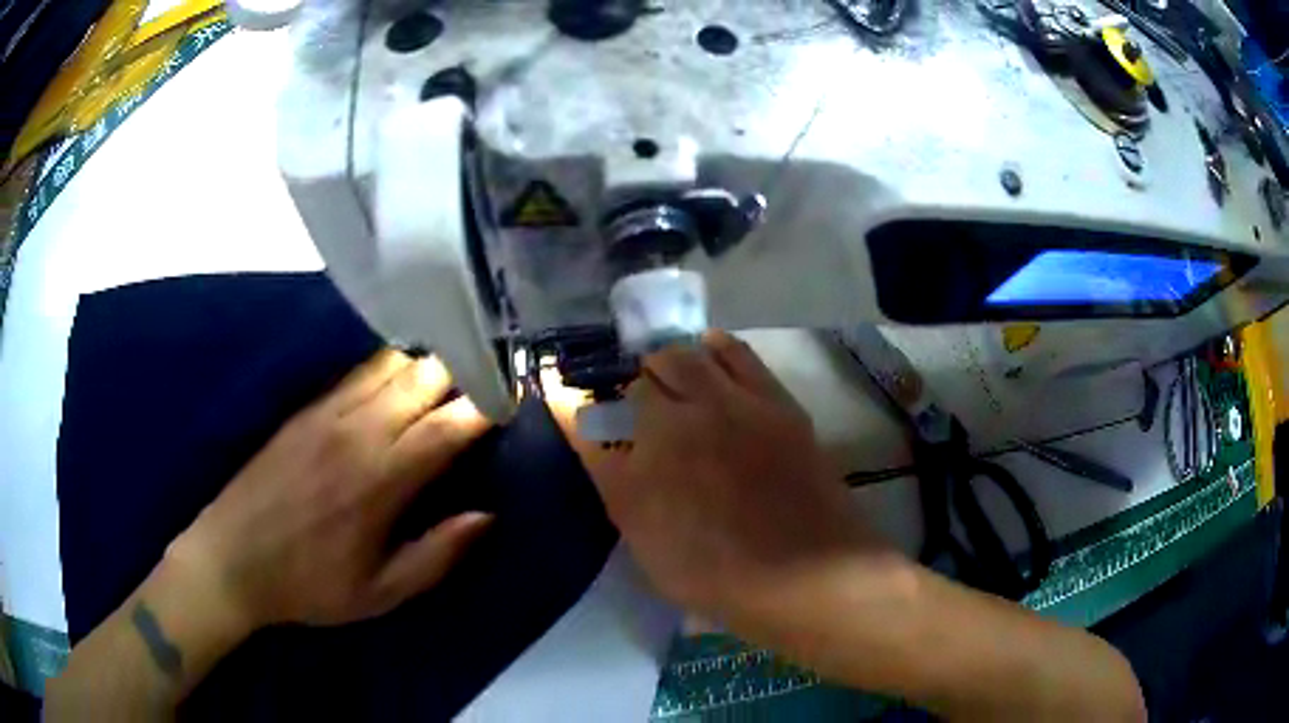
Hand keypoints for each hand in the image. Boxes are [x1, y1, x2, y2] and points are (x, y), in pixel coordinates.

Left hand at [175, 349, 494, 631]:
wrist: (232, 559)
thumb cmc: (309, 584)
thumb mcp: (380, 593)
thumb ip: (436, 555)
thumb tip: (485, 517)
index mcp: (381, 480)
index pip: (447, 426)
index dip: (486, 408)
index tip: (511, 403)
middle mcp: (358, 431)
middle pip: (423, 377)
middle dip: (462, 374)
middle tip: (486, 386)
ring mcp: (327, 412)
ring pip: (390, 363)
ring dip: (426, 365)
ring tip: (448, 379)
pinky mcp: (306, 409)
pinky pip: (356, 372)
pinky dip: (388, 368)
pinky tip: (398, 381)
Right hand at [546, 332, 872, 616]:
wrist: (805, 572)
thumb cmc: (718, 574)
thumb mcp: (647, 545)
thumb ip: (617, 487)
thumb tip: (600, 446)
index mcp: (644, 460)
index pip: (596, 414)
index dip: (582, 406)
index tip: (580, 408)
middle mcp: (682, 419)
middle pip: (646, 373)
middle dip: (636, 383)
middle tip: (640, 403)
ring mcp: (733, 404)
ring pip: (687, 354)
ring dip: (672, 360)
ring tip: (673, 374)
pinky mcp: (774, 401)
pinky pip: (737, 353)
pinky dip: (716, 347)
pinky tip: (711, 352)